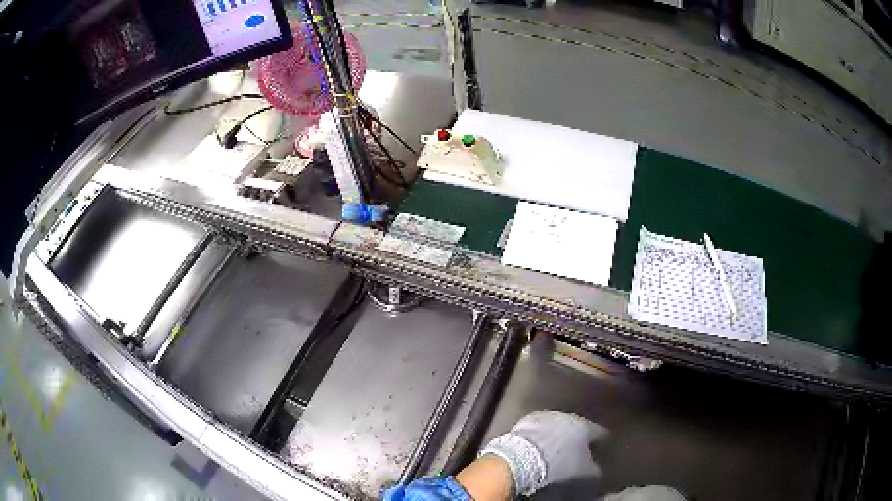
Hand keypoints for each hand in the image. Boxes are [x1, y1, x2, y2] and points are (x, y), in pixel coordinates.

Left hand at [480, 411, 607, 495]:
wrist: (524, 458)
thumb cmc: (559, 465)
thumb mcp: (584, 471)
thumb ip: (595, 468)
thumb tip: (598, 469)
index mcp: (585, 426)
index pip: (600, 432)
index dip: (601, 441)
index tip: (601, 447)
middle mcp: (568, 416)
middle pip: (577, 426)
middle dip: (577, 436)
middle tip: (577, 449)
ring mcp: (546, 416)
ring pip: (557, 425)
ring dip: (557, 434)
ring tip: (555, 448)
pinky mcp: (526, 420)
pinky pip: (538, 428)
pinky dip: (540, 435)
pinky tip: (538, 445)